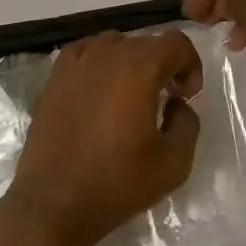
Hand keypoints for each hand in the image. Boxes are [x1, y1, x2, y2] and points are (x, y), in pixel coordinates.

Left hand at [7, 30, 203, 245]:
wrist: (54, 204)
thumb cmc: (117, 183)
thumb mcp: (174, 162)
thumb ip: (188, 123)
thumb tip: (177, 104)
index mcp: (139, 69)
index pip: (176, 42)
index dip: (190, 64)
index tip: (187, 96)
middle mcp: (107, 55)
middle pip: (146, 42)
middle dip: (163, 65)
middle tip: (166, 99)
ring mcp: (75, 64)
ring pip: (114, 44)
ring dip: (131, 62)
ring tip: (132, 94)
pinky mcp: (54, 79)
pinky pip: (84, 53)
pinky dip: (99, 63)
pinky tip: (100, 89)